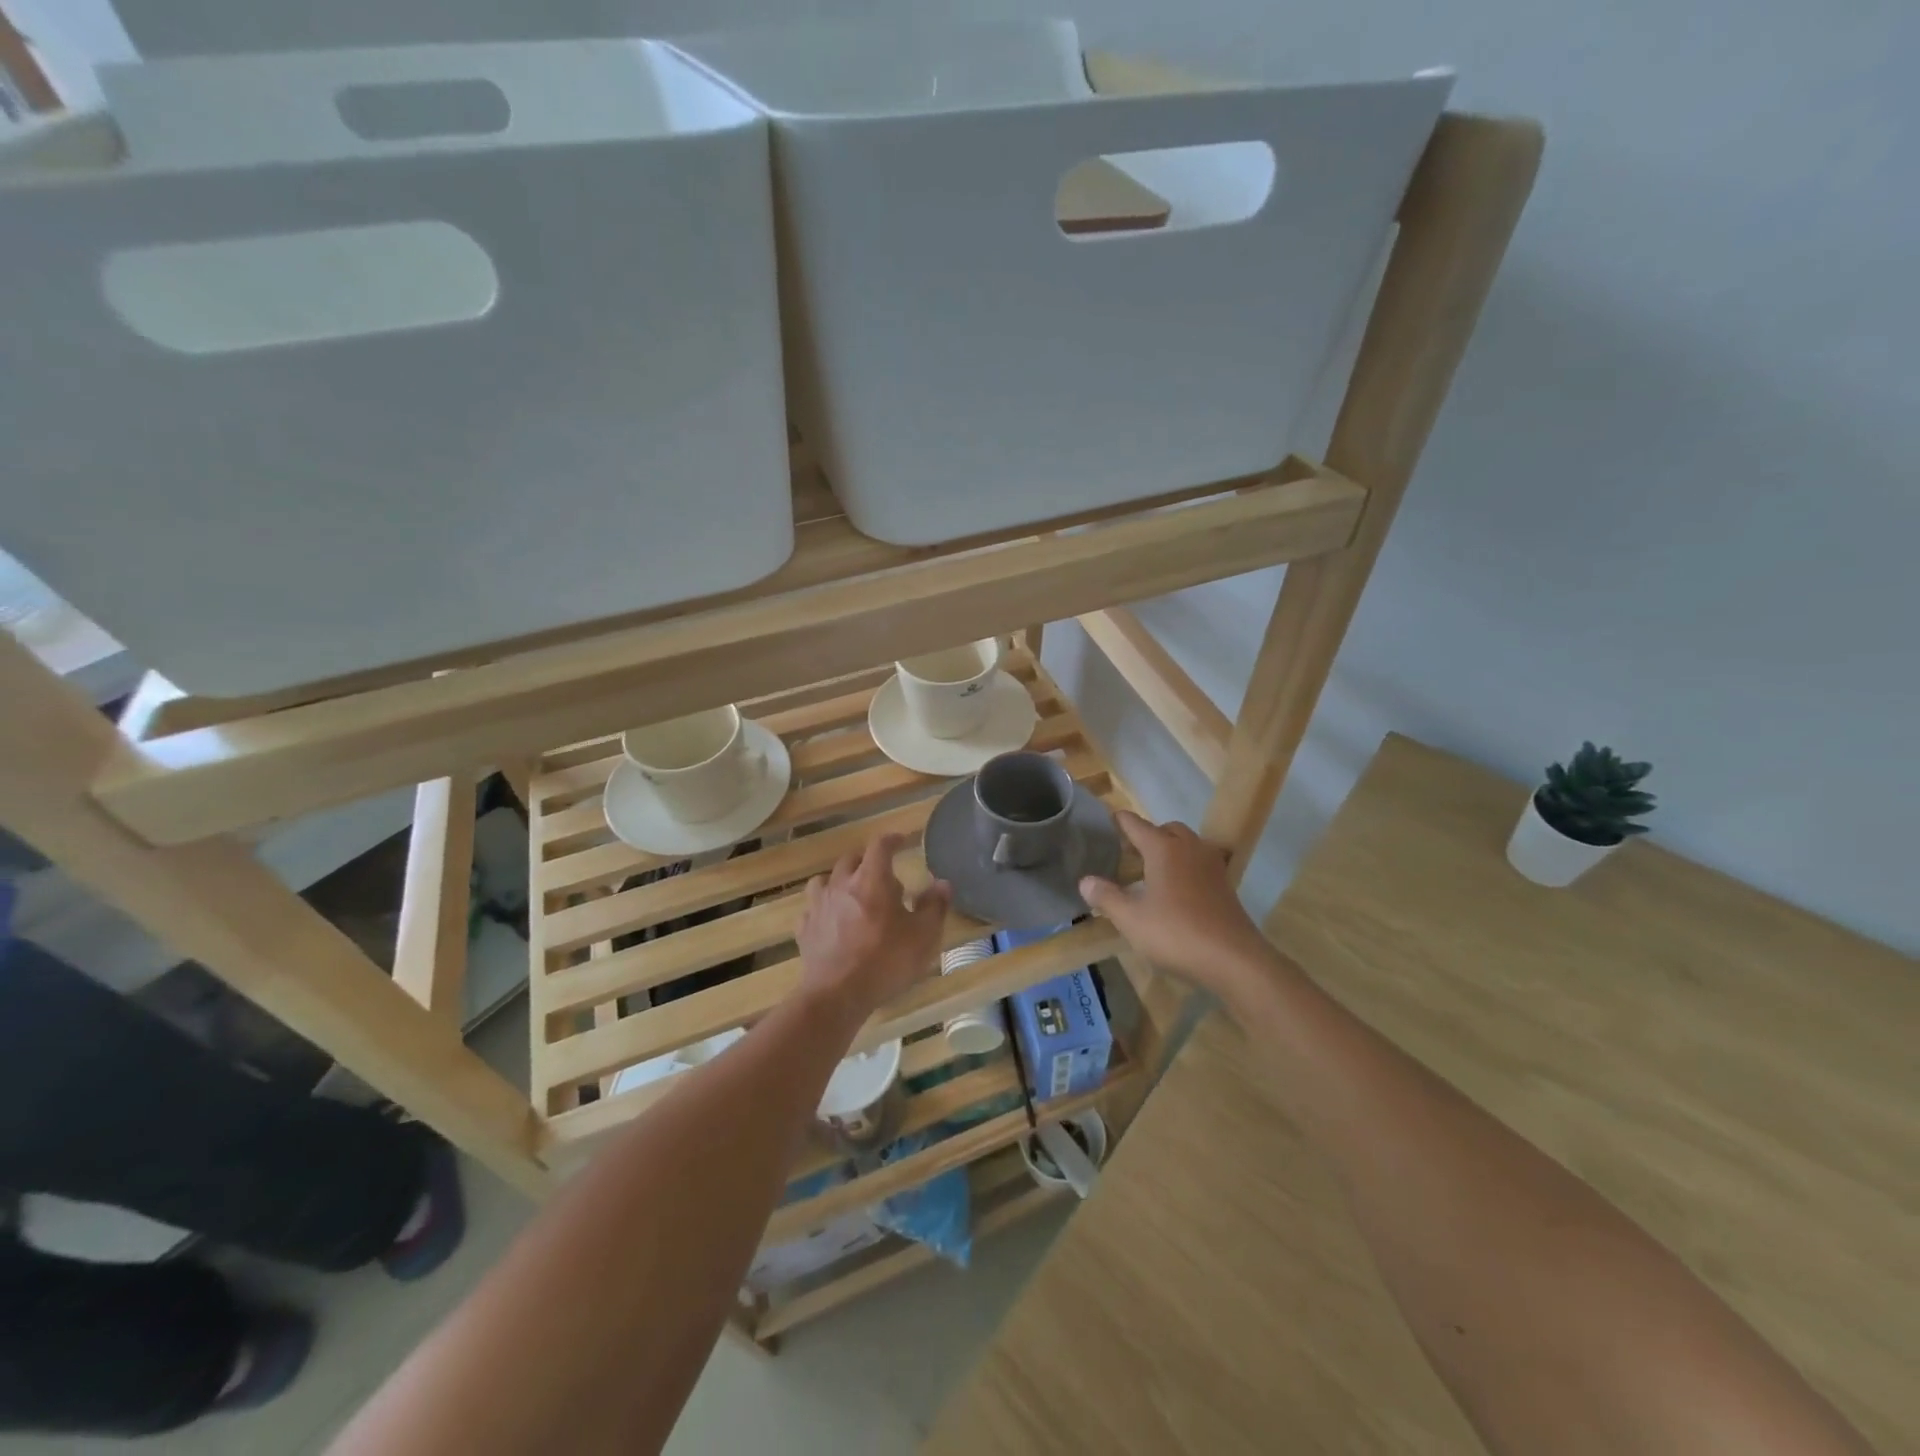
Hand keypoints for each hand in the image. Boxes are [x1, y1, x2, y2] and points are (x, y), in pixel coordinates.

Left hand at [797, 834, 949, 1022]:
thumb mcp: (923, 935)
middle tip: (883, 877)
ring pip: (825, 880)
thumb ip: (934, 906)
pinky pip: (813, 909)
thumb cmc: (886, 960)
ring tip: (853, 896)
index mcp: (872, 879)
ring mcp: (819, 906)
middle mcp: (842, 884)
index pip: (880, 845)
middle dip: (868, 862)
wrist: (838, 994)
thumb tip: (942, 883)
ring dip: (840, 882)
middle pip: (851, 859)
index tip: (902, 841)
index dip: (892, 839)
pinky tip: (831, 923)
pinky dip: (824, 910)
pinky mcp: (805, 929)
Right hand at [1079, 812, 1272, 999]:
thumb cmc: (1176, 934)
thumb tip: (1085, 881)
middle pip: (1166, 829)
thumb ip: (1107, 897)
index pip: (1136, 825)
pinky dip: (1186, 866)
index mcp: (1163, 849)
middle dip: (1148, 834)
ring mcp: (1211, 865)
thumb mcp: (1131, 919)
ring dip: (1169, 849)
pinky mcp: (1225, 885)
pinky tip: (1176, 889)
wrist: (1234, 959)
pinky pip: (1200, 862)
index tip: (1109, 818)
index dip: (1120, 821)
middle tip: (1129, 852)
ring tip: (1152, 870)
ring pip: (1187, 844)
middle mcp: (1189, 848)